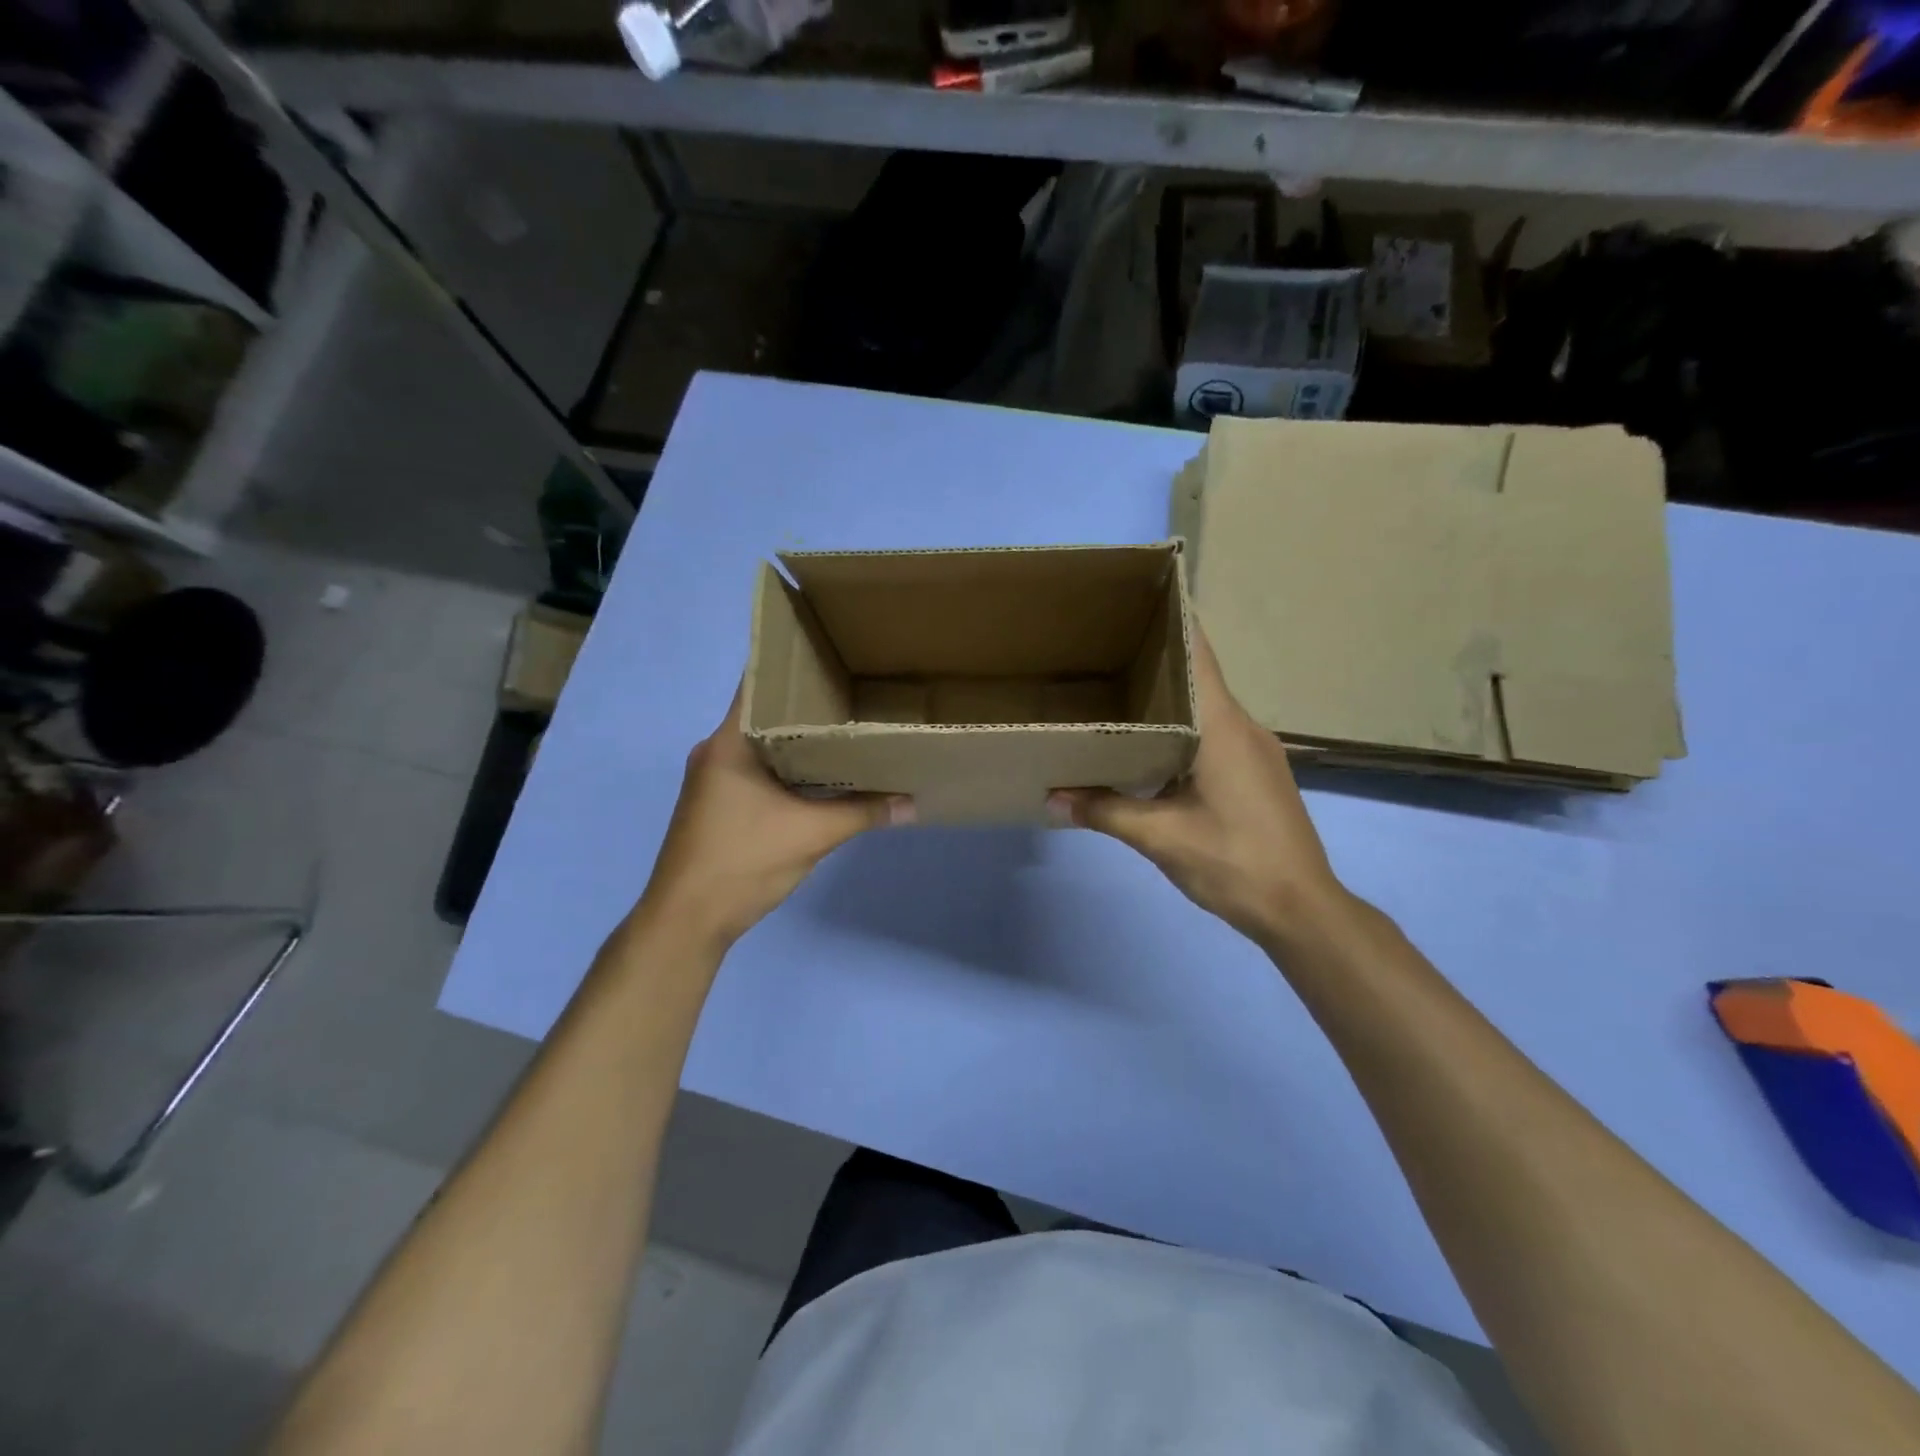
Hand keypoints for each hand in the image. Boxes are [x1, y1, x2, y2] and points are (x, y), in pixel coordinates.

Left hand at [642, 683, 912, 948]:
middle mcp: (716, 750)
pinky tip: (820, 773)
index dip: (797, 668)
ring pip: (762, 744)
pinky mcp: (717, 802)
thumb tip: (912, 802)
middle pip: (766, 713)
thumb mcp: (812, 834)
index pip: (760, 684)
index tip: (836, 659)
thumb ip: (864, 812)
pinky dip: (786, 765)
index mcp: (730, 742)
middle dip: (808, 705)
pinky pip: (757, 768)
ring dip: (798, 739)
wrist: (687, 920)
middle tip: (856, 693)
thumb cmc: (743, 862)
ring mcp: (712, 778)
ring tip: (847, 728)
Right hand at [1050, 624, 1345, 945]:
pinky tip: (1150, 747)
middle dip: (1155, 662)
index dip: (1171, 623)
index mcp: (1223, 726)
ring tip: (1117, 696)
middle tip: (1102, 651)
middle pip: (1198, 678)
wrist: (1302, 909)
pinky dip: (1183, 729)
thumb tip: (1051, 798)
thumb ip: (1105, 811)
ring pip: (1207, 709)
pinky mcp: (1260, 773)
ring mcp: (1257, 750)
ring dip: (1168, 700)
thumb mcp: (1160, 837)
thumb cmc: (1234, 862)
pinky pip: (1216, 734)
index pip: (1199, 655)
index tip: (1134, 602)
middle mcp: (1244, 726)